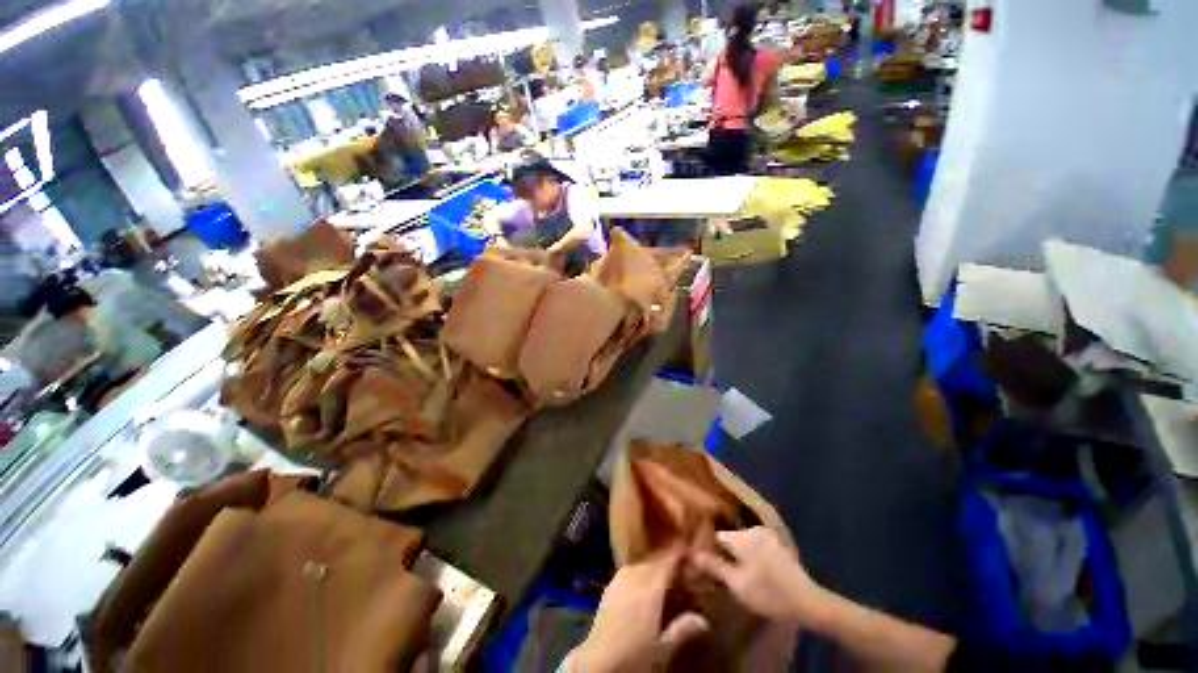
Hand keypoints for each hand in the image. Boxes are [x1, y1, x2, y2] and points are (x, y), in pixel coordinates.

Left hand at [570, 548, 707, 672]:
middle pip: (654, 560)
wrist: (597, 663)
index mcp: (650, 586)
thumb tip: (704, 621)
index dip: (680, 555)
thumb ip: (683, 630)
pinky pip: (629, 572)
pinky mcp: (609, 588)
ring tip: (666, 577)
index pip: (668, 561)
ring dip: (654, 567)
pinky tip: (644, 586)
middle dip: (668, 561)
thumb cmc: (634, 655)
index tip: (692, 553)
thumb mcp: (663, 648)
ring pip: (641, 564)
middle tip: (683, 569)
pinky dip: (640, 574)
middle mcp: (634, 575)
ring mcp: (619, 579)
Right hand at [690, 527, 826, 626]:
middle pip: (730, 537)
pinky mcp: (777, 544)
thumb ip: (714, 566)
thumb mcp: (737, 584)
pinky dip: (750, 554)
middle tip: (722, 572)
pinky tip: (753, 570)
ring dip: (738, 553)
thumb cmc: (768, 593)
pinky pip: (755, 544)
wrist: (808, 601)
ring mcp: (767, 535)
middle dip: (724, 551)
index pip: (717, 536)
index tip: (707, 564)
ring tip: (736, 572)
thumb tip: (692, 554)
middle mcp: (753, 529)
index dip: (710, 549)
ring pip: (743, 541)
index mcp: (741, 536)